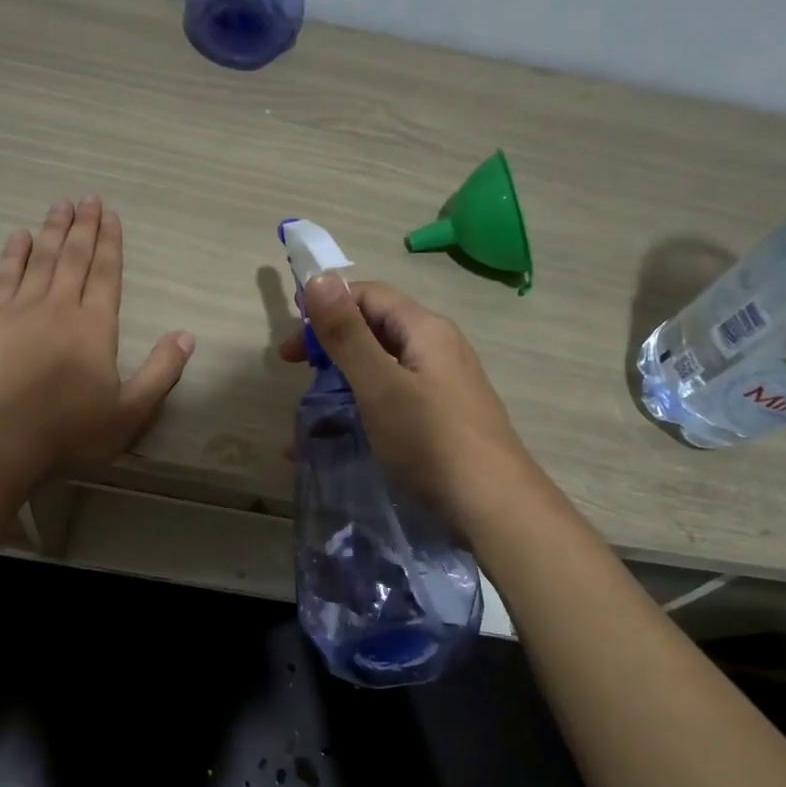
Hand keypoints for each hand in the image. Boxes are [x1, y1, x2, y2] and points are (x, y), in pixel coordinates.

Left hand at [0, 197, 194, 473]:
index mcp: (95, 327)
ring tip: (59, 204)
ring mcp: (19, 310)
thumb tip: (187, 335)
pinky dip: (13, 254)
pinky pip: (3, 276)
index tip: (111, 216)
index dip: (111, 244)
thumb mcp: (130, 412)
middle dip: (83, 227)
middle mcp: (59, 307)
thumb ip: (162, 372)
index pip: (106, 274)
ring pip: (40, 259)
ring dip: (52, 230)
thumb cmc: (69, 431)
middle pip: (74, 258)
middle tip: (88, 198)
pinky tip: (19, 237)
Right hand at [279, 275, 535, 529]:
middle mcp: (437, 349)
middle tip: (296, 380)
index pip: (368, 295)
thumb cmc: (431, 441)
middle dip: (330, 350)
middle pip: (375, 331)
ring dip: (341, 385)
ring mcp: (443, 386)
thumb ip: (347, 334)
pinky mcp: (442, 419)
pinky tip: (339, 443)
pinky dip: (361, 411)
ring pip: (381, 370)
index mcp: (425, 330)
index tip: (291, 350)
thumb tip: (319, 277)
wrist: (494, 509)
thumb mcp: (379, 384)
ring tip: (309, 420)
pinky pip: (392, 401)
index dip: (325, 310)